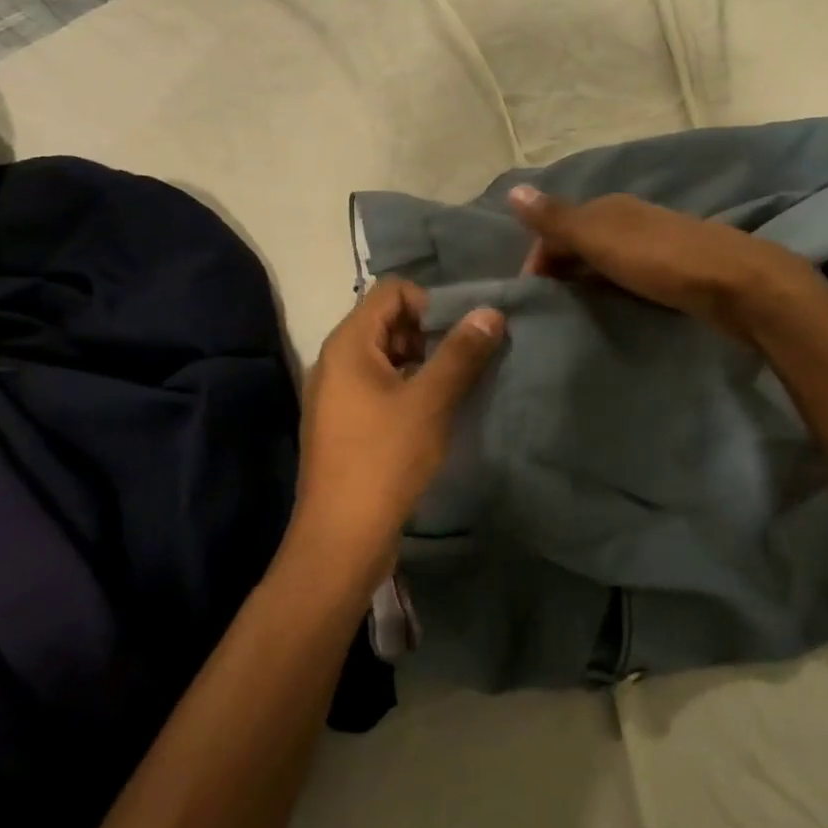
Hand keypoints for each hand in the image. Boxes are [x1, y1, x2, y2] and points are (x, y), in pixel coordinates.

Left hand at [291, 280, 503, 583]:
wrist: (341, 538)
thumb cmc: (384, 459)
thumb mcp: (430, 401)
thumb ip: (461, 352)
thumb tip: (490, 311)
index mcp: (348, 344)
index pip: (392, 290)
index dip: (431, 301)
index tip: (461, 333)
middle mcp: (336, 360)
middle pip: (387, 320)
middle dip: (429, 333)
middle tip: (463, 361)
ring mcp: (337, 393)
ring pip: (386, 355)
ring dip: (423, 361)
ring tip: (455, 387)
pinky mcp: (344, 422)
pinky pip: (379, 385)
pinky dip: (408, 386)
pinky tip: (434, 412)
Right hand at [510, 186, 820, 339]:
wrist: (738, 284)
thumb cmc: (662, 260)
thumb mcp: (601, 238)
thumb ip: (557, 219)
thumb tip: (513, 191)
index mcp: (608, 208)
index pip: (556, 227)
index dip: (538, 257)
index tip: (532, 296)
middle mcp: (628, 219)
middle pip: (579, 242)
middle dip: (559, 270)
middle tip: (548, 309)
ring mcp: (653, 244)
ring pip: (603, 260)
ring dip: (584, 282)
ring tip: (572, 315)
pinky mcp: (672, 270)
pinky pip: (626, 276)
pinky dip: (610, 289)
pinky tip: (609, 309)